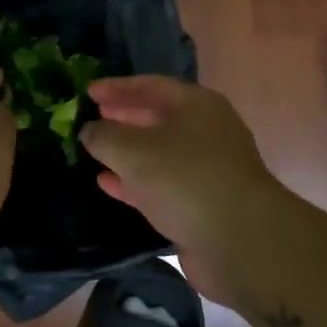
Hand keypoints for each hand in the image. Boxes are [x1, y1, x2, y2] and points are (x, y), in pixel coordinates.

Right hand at [80, 75, 287, 303]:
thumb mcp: (132, 150)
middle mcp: (206, 132)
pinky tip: (108, 184)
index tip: (87, 92)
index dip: (117, 87)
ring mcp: (207, 169)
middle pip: (157, 118)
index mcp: (196, 105)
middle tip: (92, 119)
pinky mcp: (203, 203)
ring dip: (127, 152)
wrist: (239, 240)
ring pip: (159, 153)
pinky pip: (162, 184)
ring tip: (95, 152)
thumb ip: (104, 136)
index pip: (150, 86)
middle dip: (123, 118)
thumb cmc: (184, 179)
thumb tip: (90, 131)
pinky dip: (134, 181)